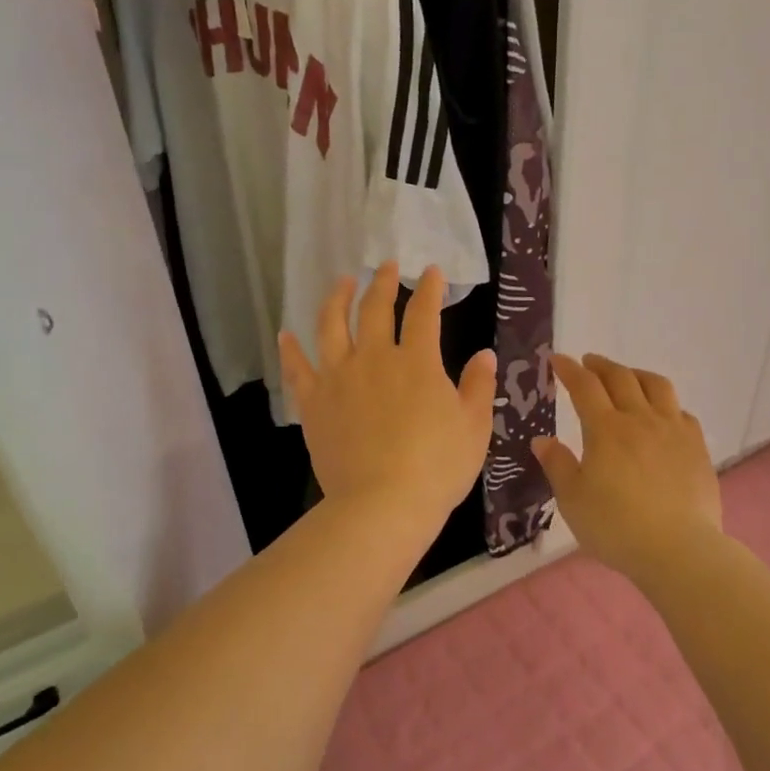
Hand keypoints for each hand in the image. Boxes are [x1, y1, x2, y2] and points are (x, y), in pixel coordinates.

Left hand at [279, 263, 495, 535]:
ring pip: (332, 326)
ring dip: (337, 299)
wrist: (382, 504)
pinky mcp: (313, 403)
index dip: (429, 289)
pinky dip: (290, 349)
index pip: (424, 312)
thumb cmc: (437, 467)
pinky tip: (285, 335)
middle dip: (383, 282)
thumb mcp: (473, 427)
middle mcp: (374, 358)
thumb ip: (477, 386)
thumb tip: (484, 354)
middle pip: (375, 309)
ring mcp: (339, 378)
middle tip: (387, 266)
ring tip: (341, 283)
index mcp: (417, 362)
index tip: (432, 272)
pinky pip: (297, 369)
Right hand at [533, 354, 722, 579]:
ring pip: (656, 386)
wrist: (678, 549)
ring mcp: (673, 430)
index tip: (557, 359)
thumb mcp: (573, 500)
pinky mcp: (697, 447)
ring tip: (627, 377)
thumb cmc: (616, 527)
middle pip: (621, 378)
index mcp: (606, 429)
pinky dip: (665, 404)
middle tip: (589, 362)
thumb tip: (542, 440)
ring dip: (636, 374)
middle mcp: (640, 419)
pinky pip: (681, 412)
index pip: (584, 387)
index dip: (569, 369)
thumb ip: (557, 465)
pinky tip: (662, 414)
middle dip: (601, 365)